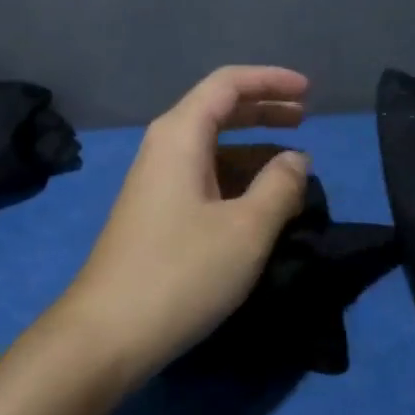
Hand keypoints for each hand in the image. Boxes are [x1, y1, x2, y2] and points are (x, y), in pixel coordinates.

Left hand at [59, 66, 312, 383]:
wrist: (106, 334)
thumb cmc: (181, 272)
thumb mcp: (246, 229)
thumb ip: (279, 186)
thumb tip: (296, 159)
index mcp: (180, 135)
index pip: (228, 84)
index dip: (270, 80)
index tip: (309, 91)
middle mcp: (164, 147)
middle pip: (218, 109)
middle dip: (264, 109)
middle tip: (305, 118)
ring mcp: (156, 181)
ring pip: (212, 147)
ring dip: (253, 148)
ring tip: (293, 166)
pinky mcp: (156, 212)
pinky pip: (203, 176)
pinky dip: (237, 177)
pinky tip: (261, 202)